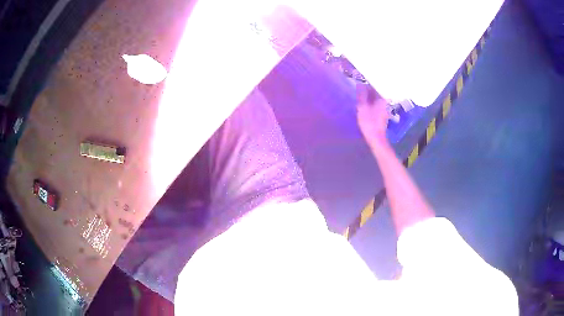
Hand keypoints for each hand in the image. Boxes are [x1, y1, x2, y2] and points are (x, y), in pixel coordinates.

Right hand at [356, 84, 389, 147]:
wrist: (376, 138)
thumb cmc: (369, 122)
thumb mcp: (362, 107)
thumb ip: (361, 95)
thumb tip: (360, 84)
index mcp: (381, 99)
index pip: (375, 86)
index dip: (368, 82)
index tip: (361, 79)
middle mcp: (385, 102)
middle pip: (376, 92)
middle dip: (368, 89)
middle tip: (359, 85)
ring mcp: (384, 108)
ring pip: (375, 98)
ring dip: (369, 96)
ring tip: (360, 93)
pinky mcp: (382, 114)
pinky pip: (375, 104)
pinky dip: (370, 102)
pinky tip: (365, 102)